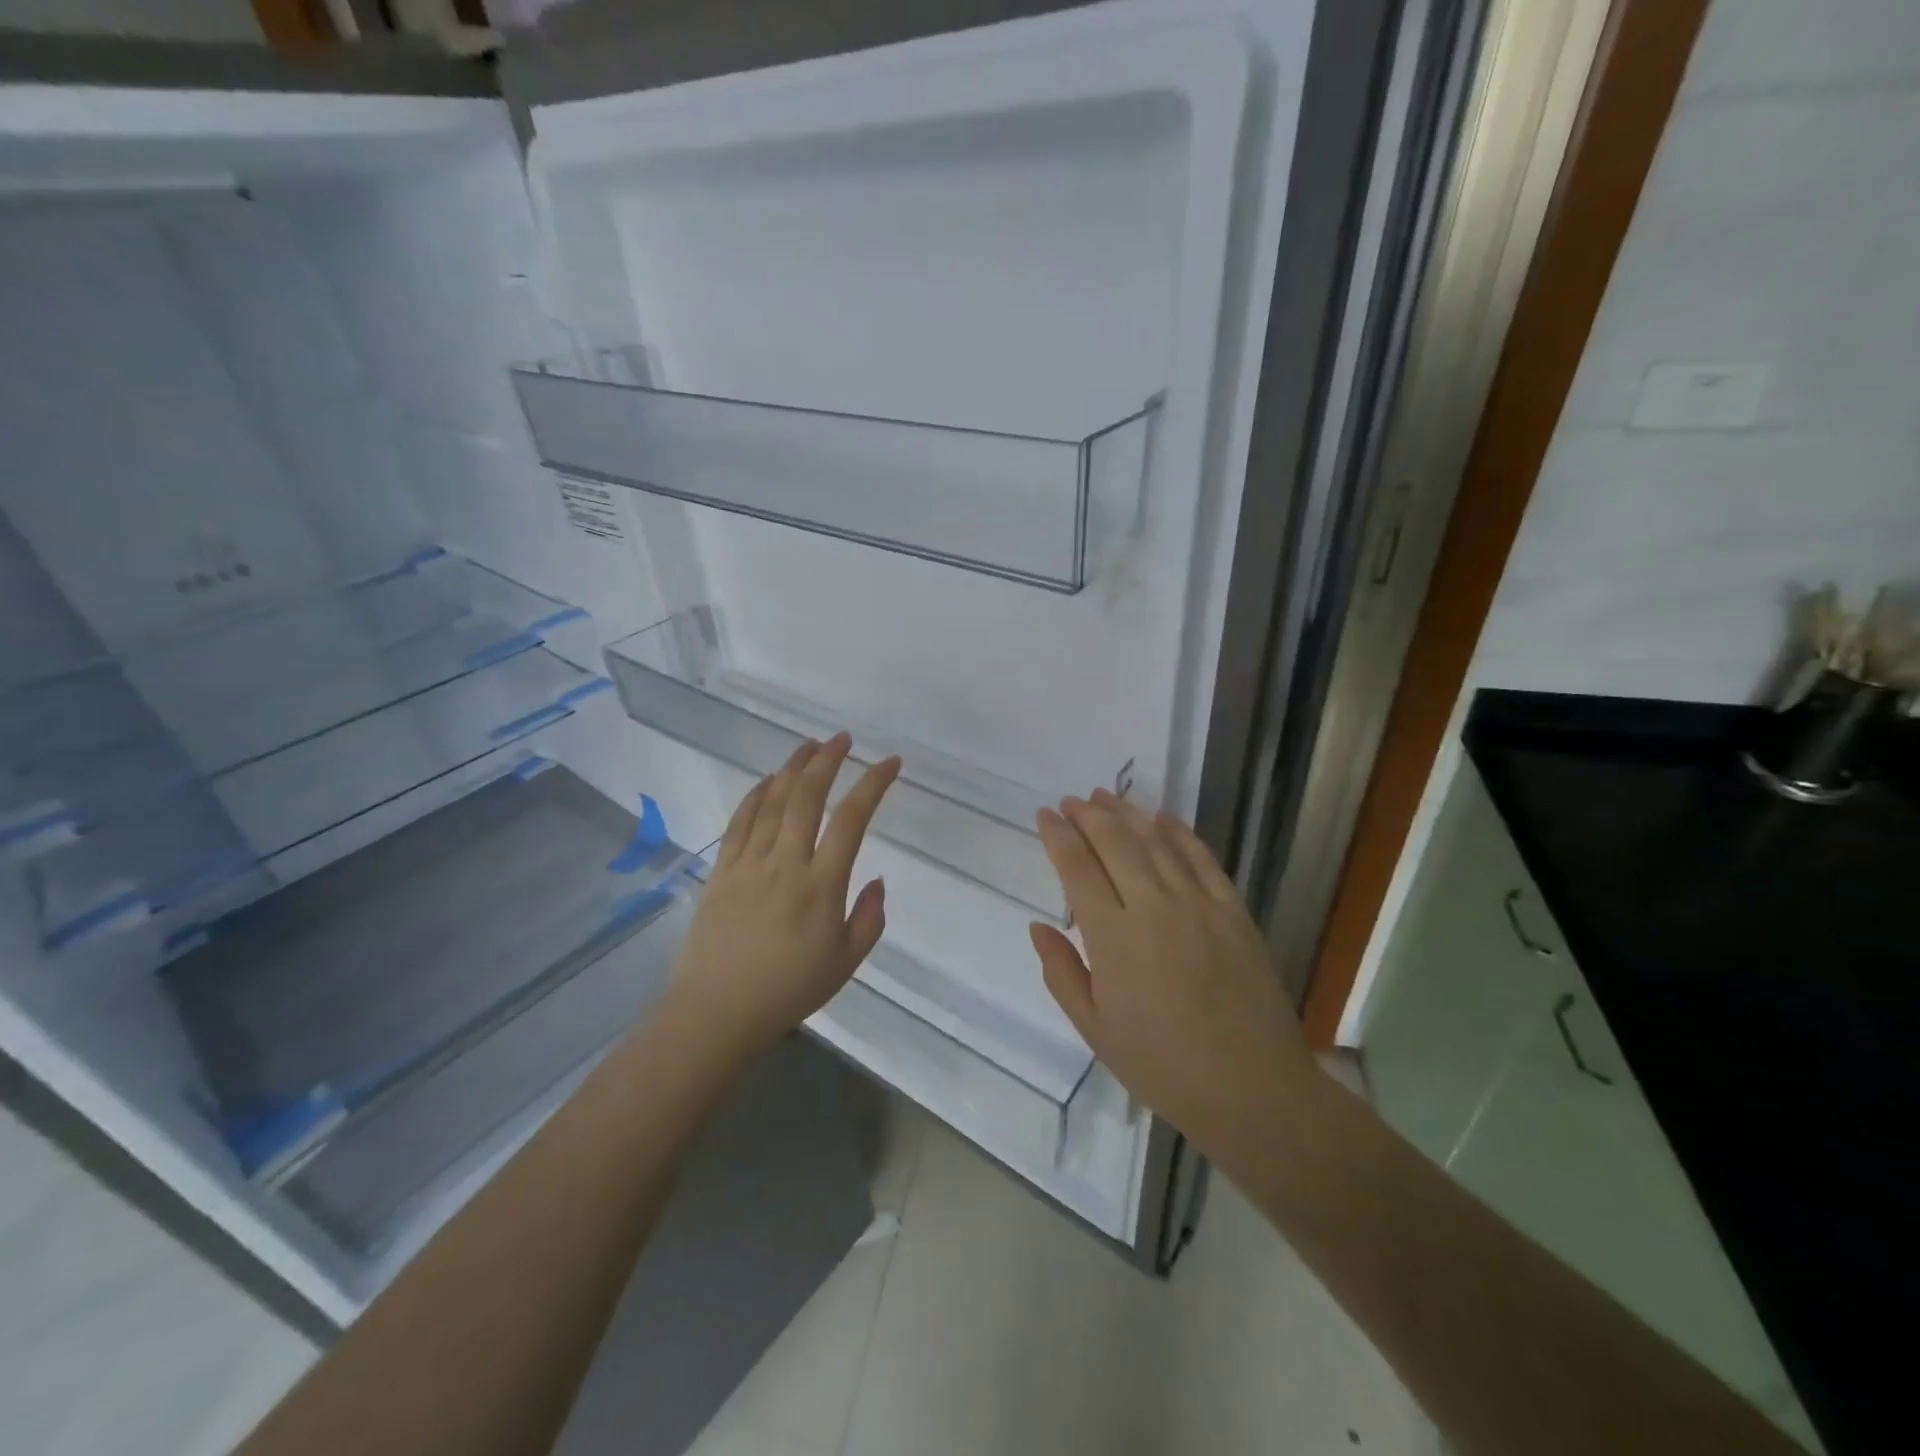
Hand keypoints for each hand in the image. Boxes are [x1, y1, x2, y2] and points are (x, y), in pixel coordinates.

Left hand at [667, 733, 900, 1060]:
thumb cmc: (789, 991)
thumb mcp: (846, 963)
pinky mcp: (721, 871)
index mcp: (821, 887)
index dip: (873, 785)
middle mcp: (785, 864)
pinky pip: (740, 822)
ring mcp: (749, 864)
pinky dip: (756, 795)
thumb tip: (876, 879)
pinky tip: (769, 780)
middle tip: (843, 739)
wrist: (716, 1013)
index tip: (890, 763)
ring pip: (773, 802)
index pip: (851, 820)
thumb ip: (869, 918)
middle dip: (828, 761)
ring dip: (793, 768)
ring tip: (810, 745)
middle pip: (807, 798)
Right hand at [1030, 790, 1314, 1154]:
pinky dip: (1180, 833)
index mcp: (1113, 938)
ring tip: (1106, 797)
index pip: (1077, 869)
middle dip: (1089, 815)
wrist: (1253, 1089)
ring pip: (1156, 842)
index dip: (1059, 837)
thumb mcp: (1095, 1030)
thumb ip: (1062, 973)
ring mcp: (1198, 904)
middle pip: (1115, 843)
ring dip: (1128, 814)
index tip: (1045, 815)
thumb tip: (1038, 926)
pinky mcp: (1233, 911)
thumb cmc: (1162, 1066)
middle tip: (1072, 800)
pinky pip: (1202, 859)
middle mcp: (1153, 907)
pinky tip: (1163, 818)